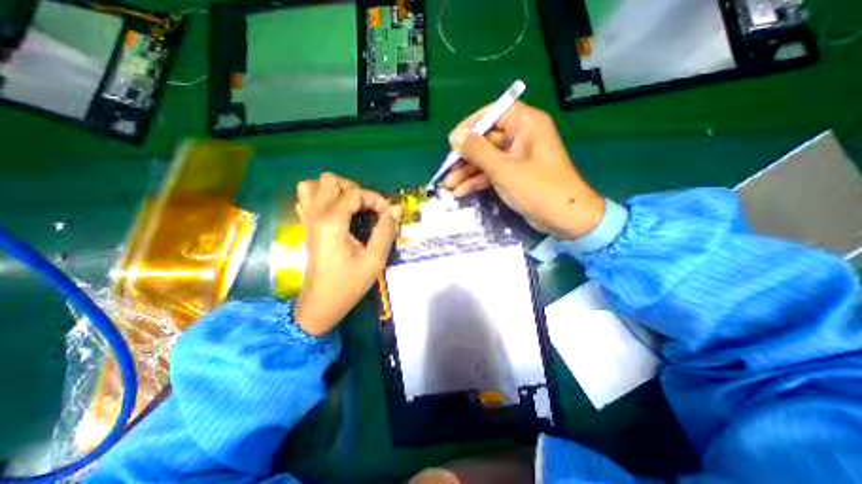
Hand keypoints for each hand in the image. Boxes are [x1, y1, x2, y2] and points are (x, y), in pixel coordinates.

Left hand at [288, 173, 396, 335]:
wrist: (321, 303)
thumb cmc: (348, 284)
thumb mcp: (374, 260)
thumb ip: (385, 231)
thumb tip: (395, 210)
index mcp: (332, 222)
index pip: (354, 193)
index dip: (375, 199)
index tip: (387, 214)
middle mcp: (316, 215)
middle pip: (331, 181)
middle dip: (355, 190)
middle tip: (368, 209)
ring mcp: (308, 219)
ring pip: (313, 185)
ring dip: (335, 190)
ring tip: (351, 206)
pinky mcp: (306, 226)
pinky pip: (307, 199)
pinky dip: (322, 198)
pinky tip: (336, 212)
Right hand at [444, 100, 605, 240]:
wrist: (564, 218)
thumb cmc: (538, 188)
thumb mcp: (503, 169)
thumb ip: (477, 151)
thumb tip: (455, 137)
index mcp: (525, 124)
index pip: (492, 114)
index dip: (469, 126)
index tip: (452, 142)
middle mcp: (521, 136)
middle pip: (486, 140)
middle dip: (464, 158)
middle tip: (446, 171)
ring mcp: (517, 157)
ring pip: (486, 159)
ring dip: (467, 172)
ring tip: (448, 186)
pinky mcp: (514, 174)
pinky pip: (492, 172)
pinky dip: (477, 181)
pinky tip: (461, 192)